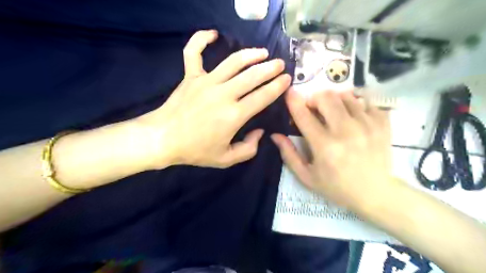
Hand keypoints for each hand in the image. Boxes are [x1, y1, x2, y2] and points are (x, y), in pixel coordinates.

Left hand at [137, 31, 289, 168]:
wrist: (163, 139)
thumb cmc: (195, 150)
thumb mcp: (226, 159)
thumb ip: (249, 149)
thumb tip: (260, 132)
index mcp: (234, 115)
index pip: (263, 96)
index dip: (278, 86)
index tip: (287, 79)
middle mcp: (223, 94)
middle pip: (252, 75)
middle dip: (270, 68)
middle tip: (280, 64)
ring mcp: (206, 82)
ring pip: (233, 61)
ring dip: (251, 54)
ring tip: (262, 52)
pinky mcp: (191, 76)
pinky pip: (194, 52)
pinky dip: (201, 39)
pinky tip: (213, 34)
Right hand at [271, 88, 391, 210]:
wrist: (375, 194)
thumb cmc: (336, 187)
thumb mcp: (306, 176)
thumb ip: (289, 154)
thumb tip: (275, 135)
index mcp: (324, 145)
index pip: (303, 115)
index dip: (293, 101)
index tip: (289, 92)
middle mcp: (345, 131)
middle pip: (326, 97)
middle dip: (315, 99)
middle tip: (314, 109)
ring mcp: (367, 124)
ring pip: (346, 95)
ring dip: (334, 100)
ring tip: (334, 112)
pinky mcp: (382, 123)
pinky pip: (365, 101)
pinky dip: (355, 104)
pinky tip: (353, 116)